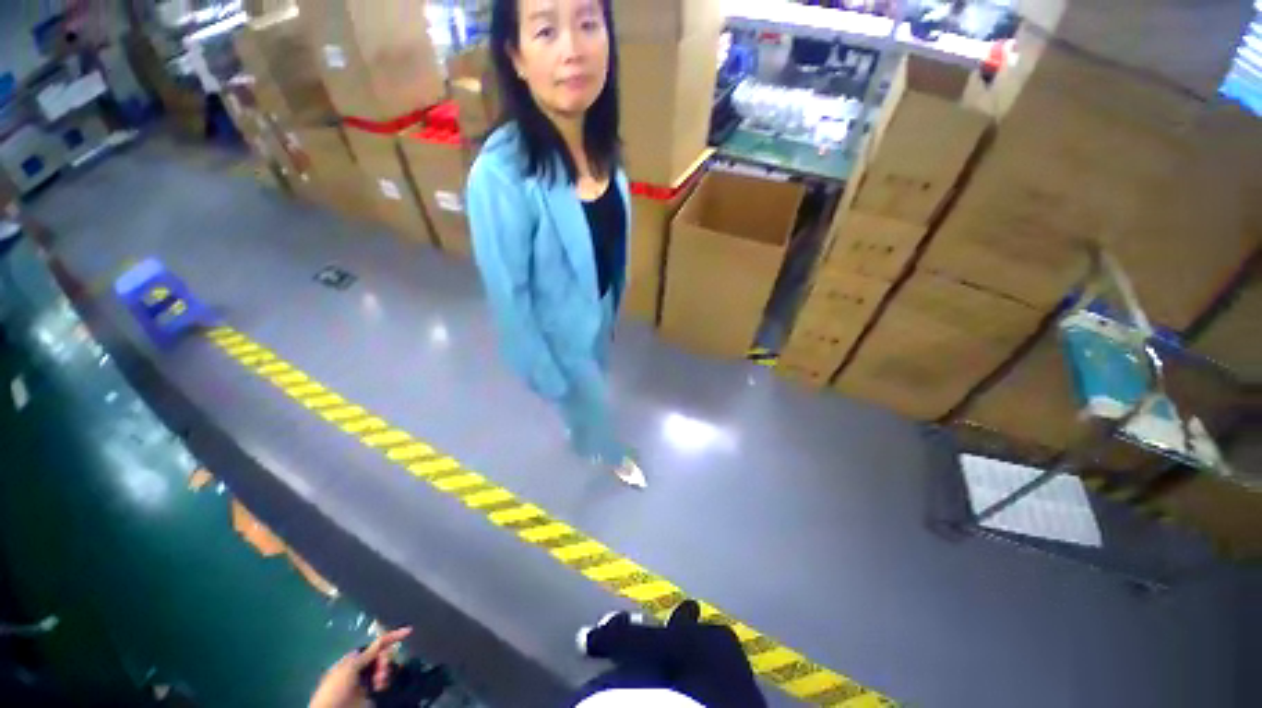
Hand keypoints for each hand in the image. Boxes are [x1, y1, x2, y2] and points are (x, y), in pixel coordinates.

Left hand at [309, 627, 411, 707]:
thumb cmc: (336, 689)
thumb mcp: (349, 668)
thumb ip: (367, 653)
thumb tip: (380, 640)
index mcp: (353, 660)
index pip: (374, 644)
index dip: (390, 637)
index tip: (408, 631)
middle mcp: (361, 668)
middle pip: (382, 655)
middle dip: (385, 659)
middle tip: (382, 670)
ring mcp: (367, 681)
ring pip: (385, 668)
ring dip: (386, 671)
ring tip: (379, 682)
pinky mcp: (373, 693)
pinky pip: (386, 681)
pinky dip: (387, 681)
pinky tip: (382, 686)